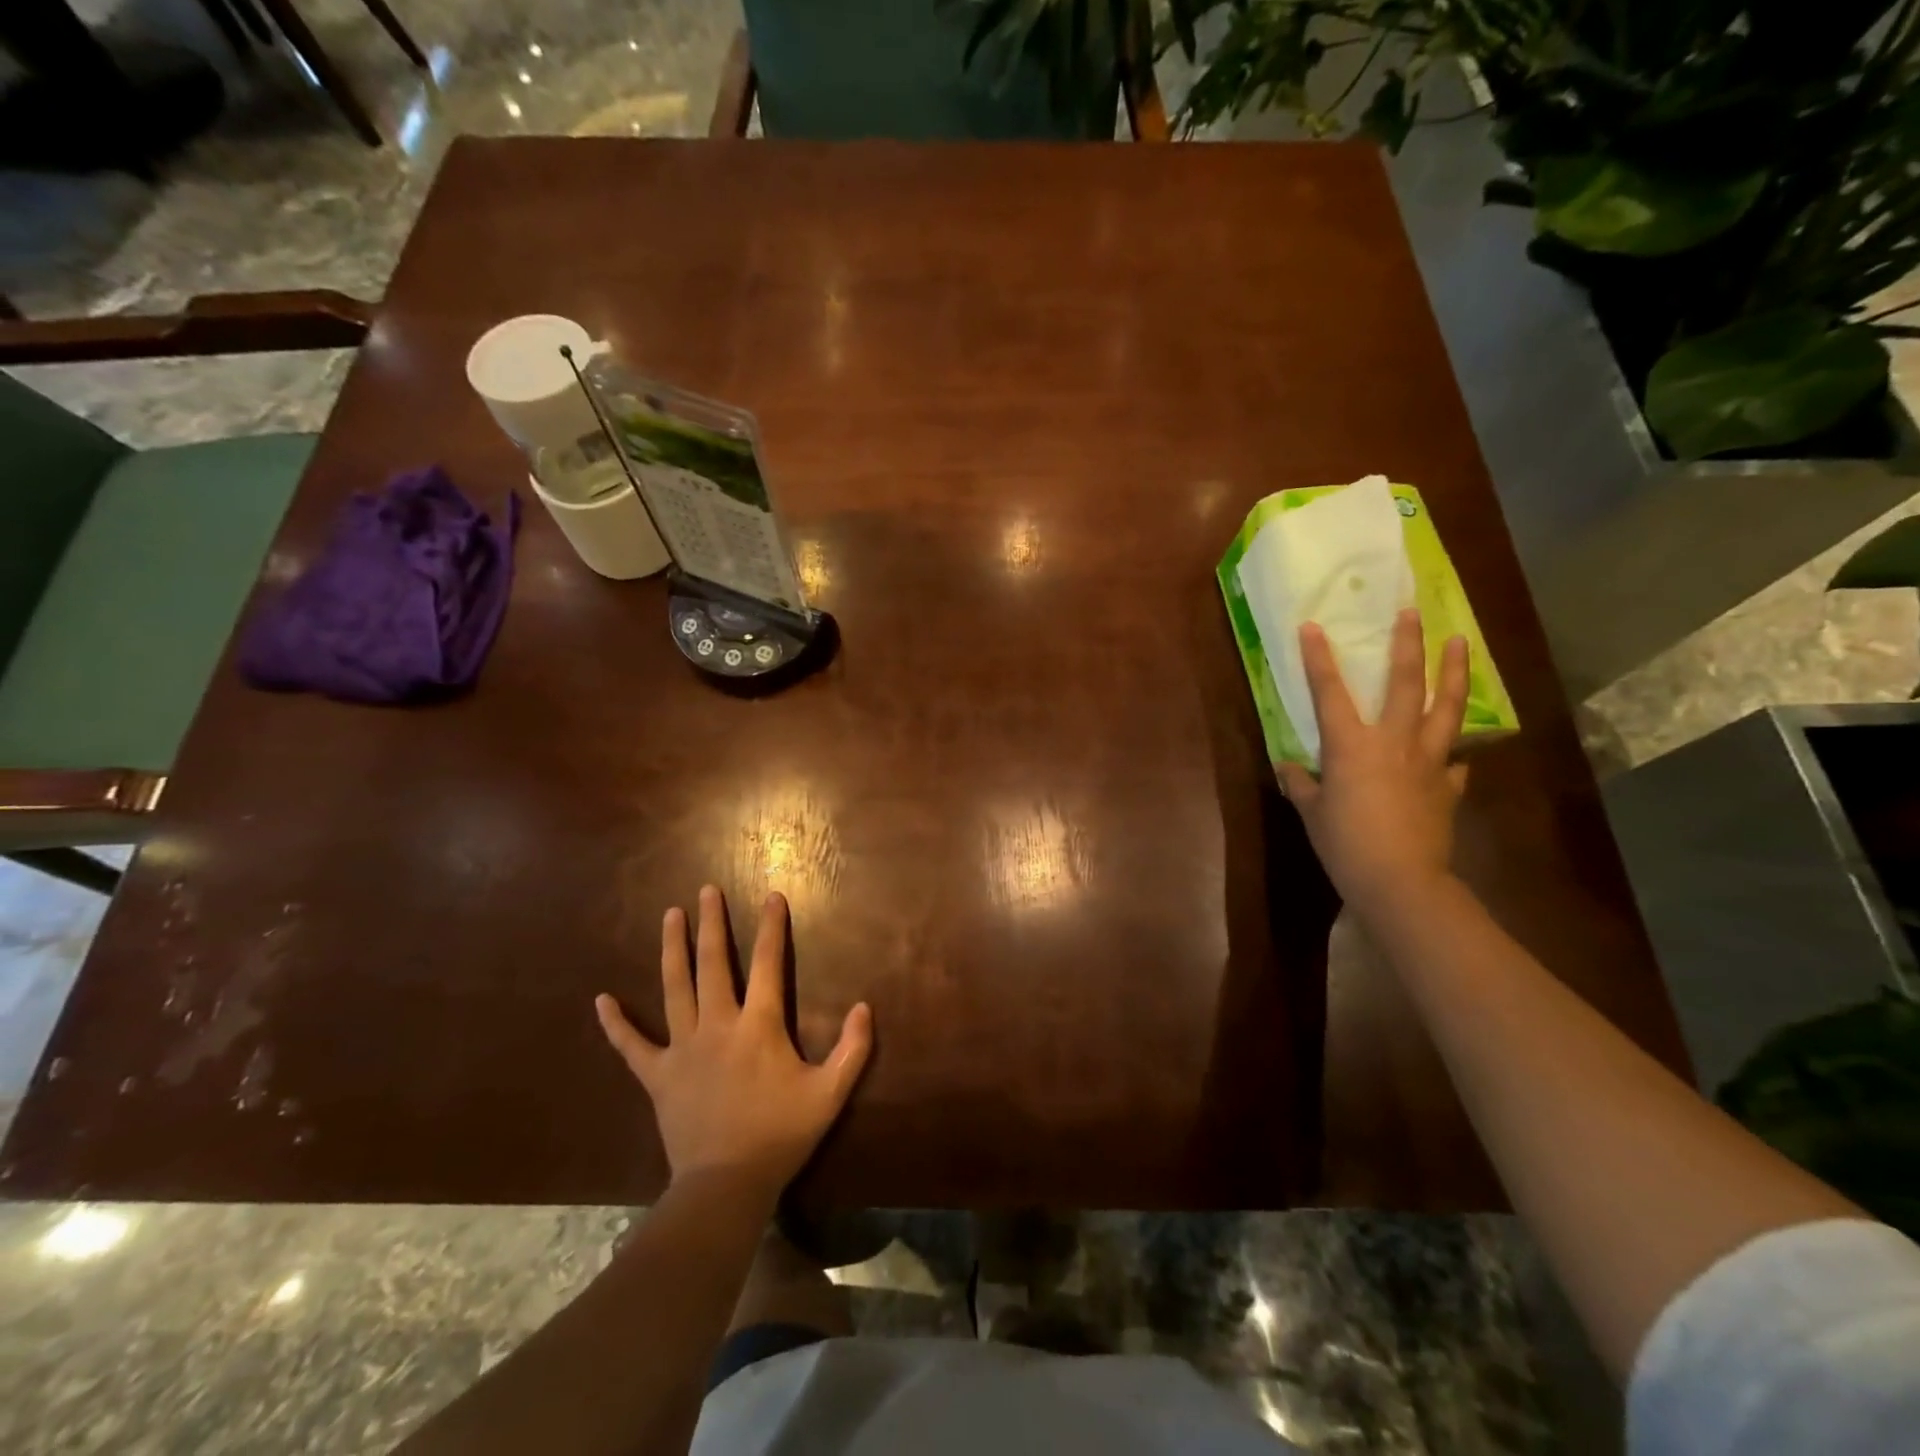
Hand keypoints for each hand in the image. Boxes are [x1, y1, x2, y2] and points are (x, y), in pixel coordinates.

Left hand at [595, 886, 872, 1204]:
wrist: (726, 1185)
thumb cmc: (780, 1135)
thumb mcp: (830, 1094)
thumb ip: (853, 1049)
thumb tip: (865, 1007)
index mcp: (759, 1026)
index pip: (768, 964)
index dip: (772, 928)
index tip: (772, 896)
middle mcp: (718, 1025)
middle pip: (713, 964)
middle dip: (711, 924)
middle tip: (707, 891)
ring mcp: (683, 1048)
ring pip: (675, 988)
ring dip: (673, 949)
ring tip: (670, 915)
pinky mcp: (658, 1075)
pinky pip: (632, 1046)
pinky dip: (616, 1024)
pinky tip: (601, 1001)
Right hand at [1276, 608, 1470, 912]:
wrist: (1400, 880)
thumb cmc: (1345, 843)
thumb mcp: (1312, 812)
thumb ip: (1300, 785)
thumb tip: (1287, 768)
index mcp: (1351, 745)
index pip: (1329, 692)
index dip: (1318, 659)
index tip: (1312, 627)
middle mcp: (1393, 742)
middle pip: (1405, 683)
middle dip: (1408, 644)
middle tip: (1414, 612)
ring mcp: (1428, 761)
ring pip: (1446, 707)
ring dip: (1454, 672)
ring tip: (1461, 643)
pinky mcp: (1449, 786)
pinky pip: (1455, 760)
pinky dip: (1455, 750)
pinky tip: (1456, 750)